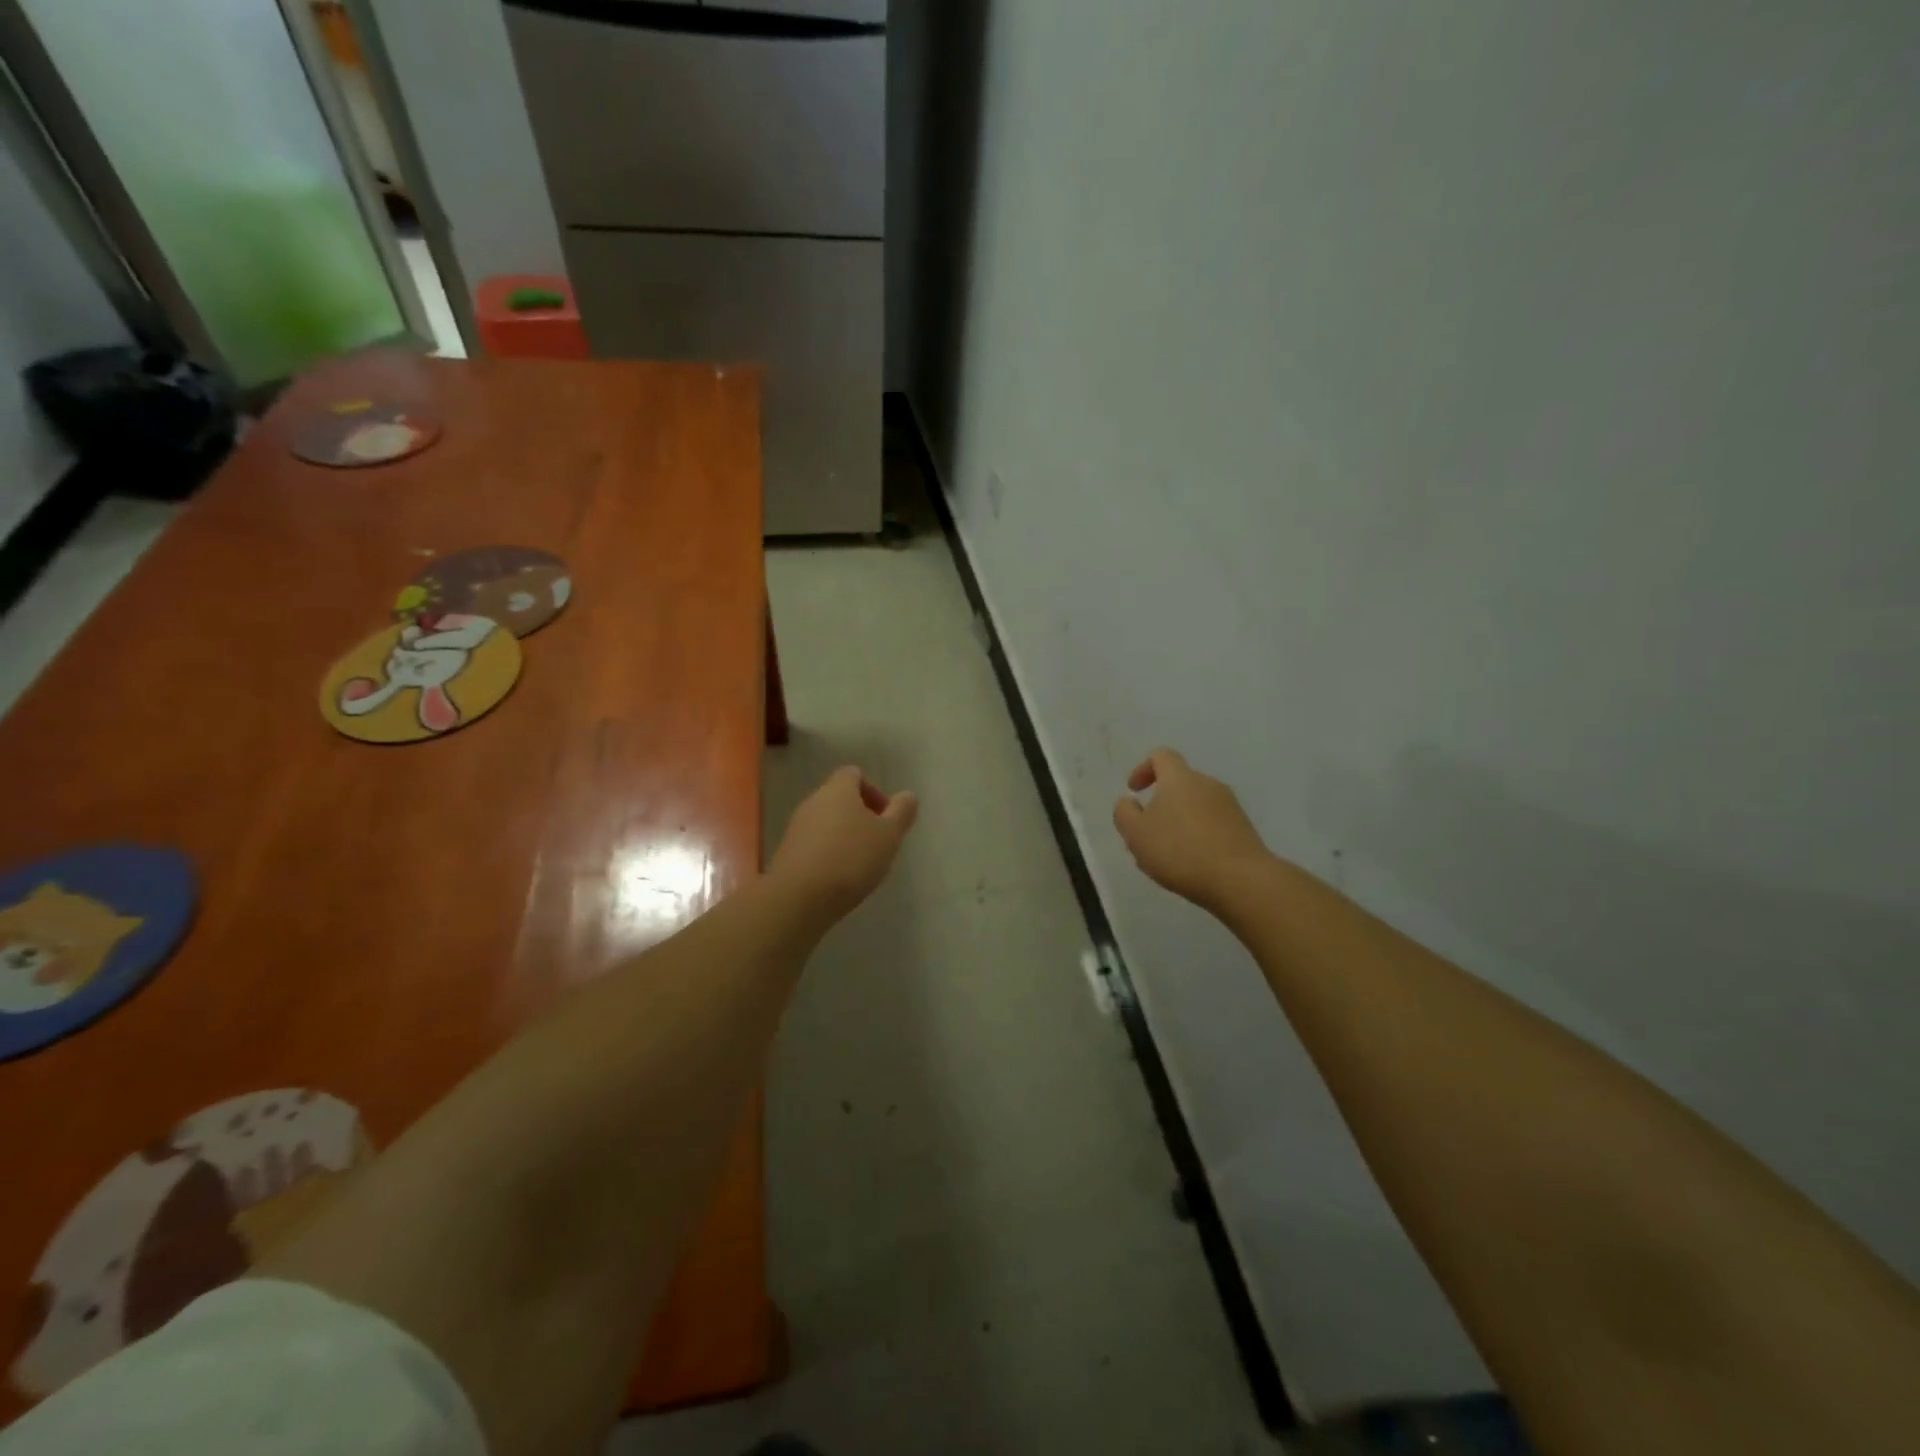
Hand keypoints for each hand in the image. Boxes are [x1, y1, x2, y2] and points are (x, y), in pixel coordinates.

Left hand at [771, 766, 918, 918]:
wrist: (799, 897)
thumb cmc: (851, 858)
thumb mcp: (889, 835)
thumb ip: (901, 812)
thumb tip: (908, 795)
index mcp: (838, 790)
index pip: (854, 774)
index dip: (874, 791)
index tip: (886, 817)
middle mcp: (813, 801)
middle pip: (840, 799)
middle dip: (861, 817)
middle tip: (879, 843)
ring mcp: (796, 827)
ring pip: (827, 823)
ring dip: (845, 837)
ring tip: (861, 865)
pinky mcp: (787, 853)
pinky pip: (814, 844)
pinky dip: (829, 854)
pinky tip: (839, 878)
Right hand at [1113, 748, 1269, 908]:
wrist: (1241, 880)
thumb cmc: (1180, 850)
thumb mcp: (1136, 833)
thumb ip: (1124, 813)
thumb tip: (1129, 802)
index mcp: (1180, 778)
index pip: (1161, 756)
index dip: (1143, 769)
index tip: (1134, 792)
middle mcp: (1207, 784)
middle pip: (1178, 785)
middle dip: (1159, 805)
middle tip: (1145, 833)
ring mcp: (1229, 806)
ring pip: (1194, 808)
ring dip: (1177, 824)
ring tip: (1165, 856)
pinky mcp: (1243, 829)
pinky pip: (1211, 825)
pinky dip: (1196, 837)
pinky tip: (1190, 865)